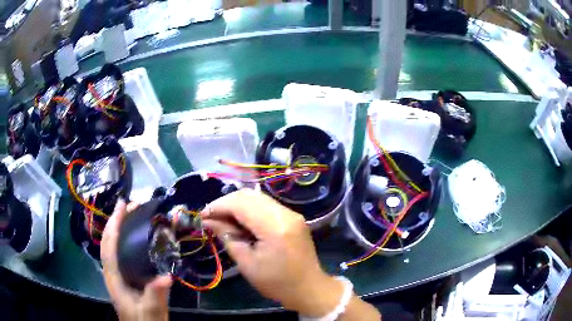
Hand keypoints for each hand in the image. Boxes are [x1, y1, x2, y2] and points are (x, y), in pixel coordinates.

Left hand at [101, 200, 171, 320]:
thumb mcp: (151, 312)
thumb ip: (155, 296)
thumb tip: (166, 277)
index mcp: (114, 278)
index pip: (109, 246)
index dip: (113, 224)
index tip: (123, 206)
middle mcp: (113, 272)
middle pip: (109, 241)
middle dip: (117, 221)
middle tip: (132, 205)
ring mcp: (119, 275)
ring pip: (114, 246)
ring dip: (121, 228)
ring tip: (134, 215)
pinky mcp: (126, 278)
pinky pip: (123, 253)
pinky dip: (127, 240)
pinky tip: (138, 238)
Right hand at [201, 189, 344, 316]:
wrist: (308, 288)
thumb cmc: (276, 283)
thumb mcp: (247, 263)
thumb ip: (227, 237)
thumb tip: (209, 221)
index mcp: (275, 227)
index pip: (241, 204)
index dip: (218, 206)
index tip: (202, 215)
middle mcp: (286, 213)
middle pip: (249, 196)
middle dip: (226, 203)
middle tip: (211, 217)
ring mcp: (292, 213)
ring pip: (257, 198)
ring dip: (237, 205)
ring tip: (222, 219)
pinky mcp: (293, 217)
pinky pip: (266, 205)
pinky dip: (249, 209)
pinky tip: (240, 221)